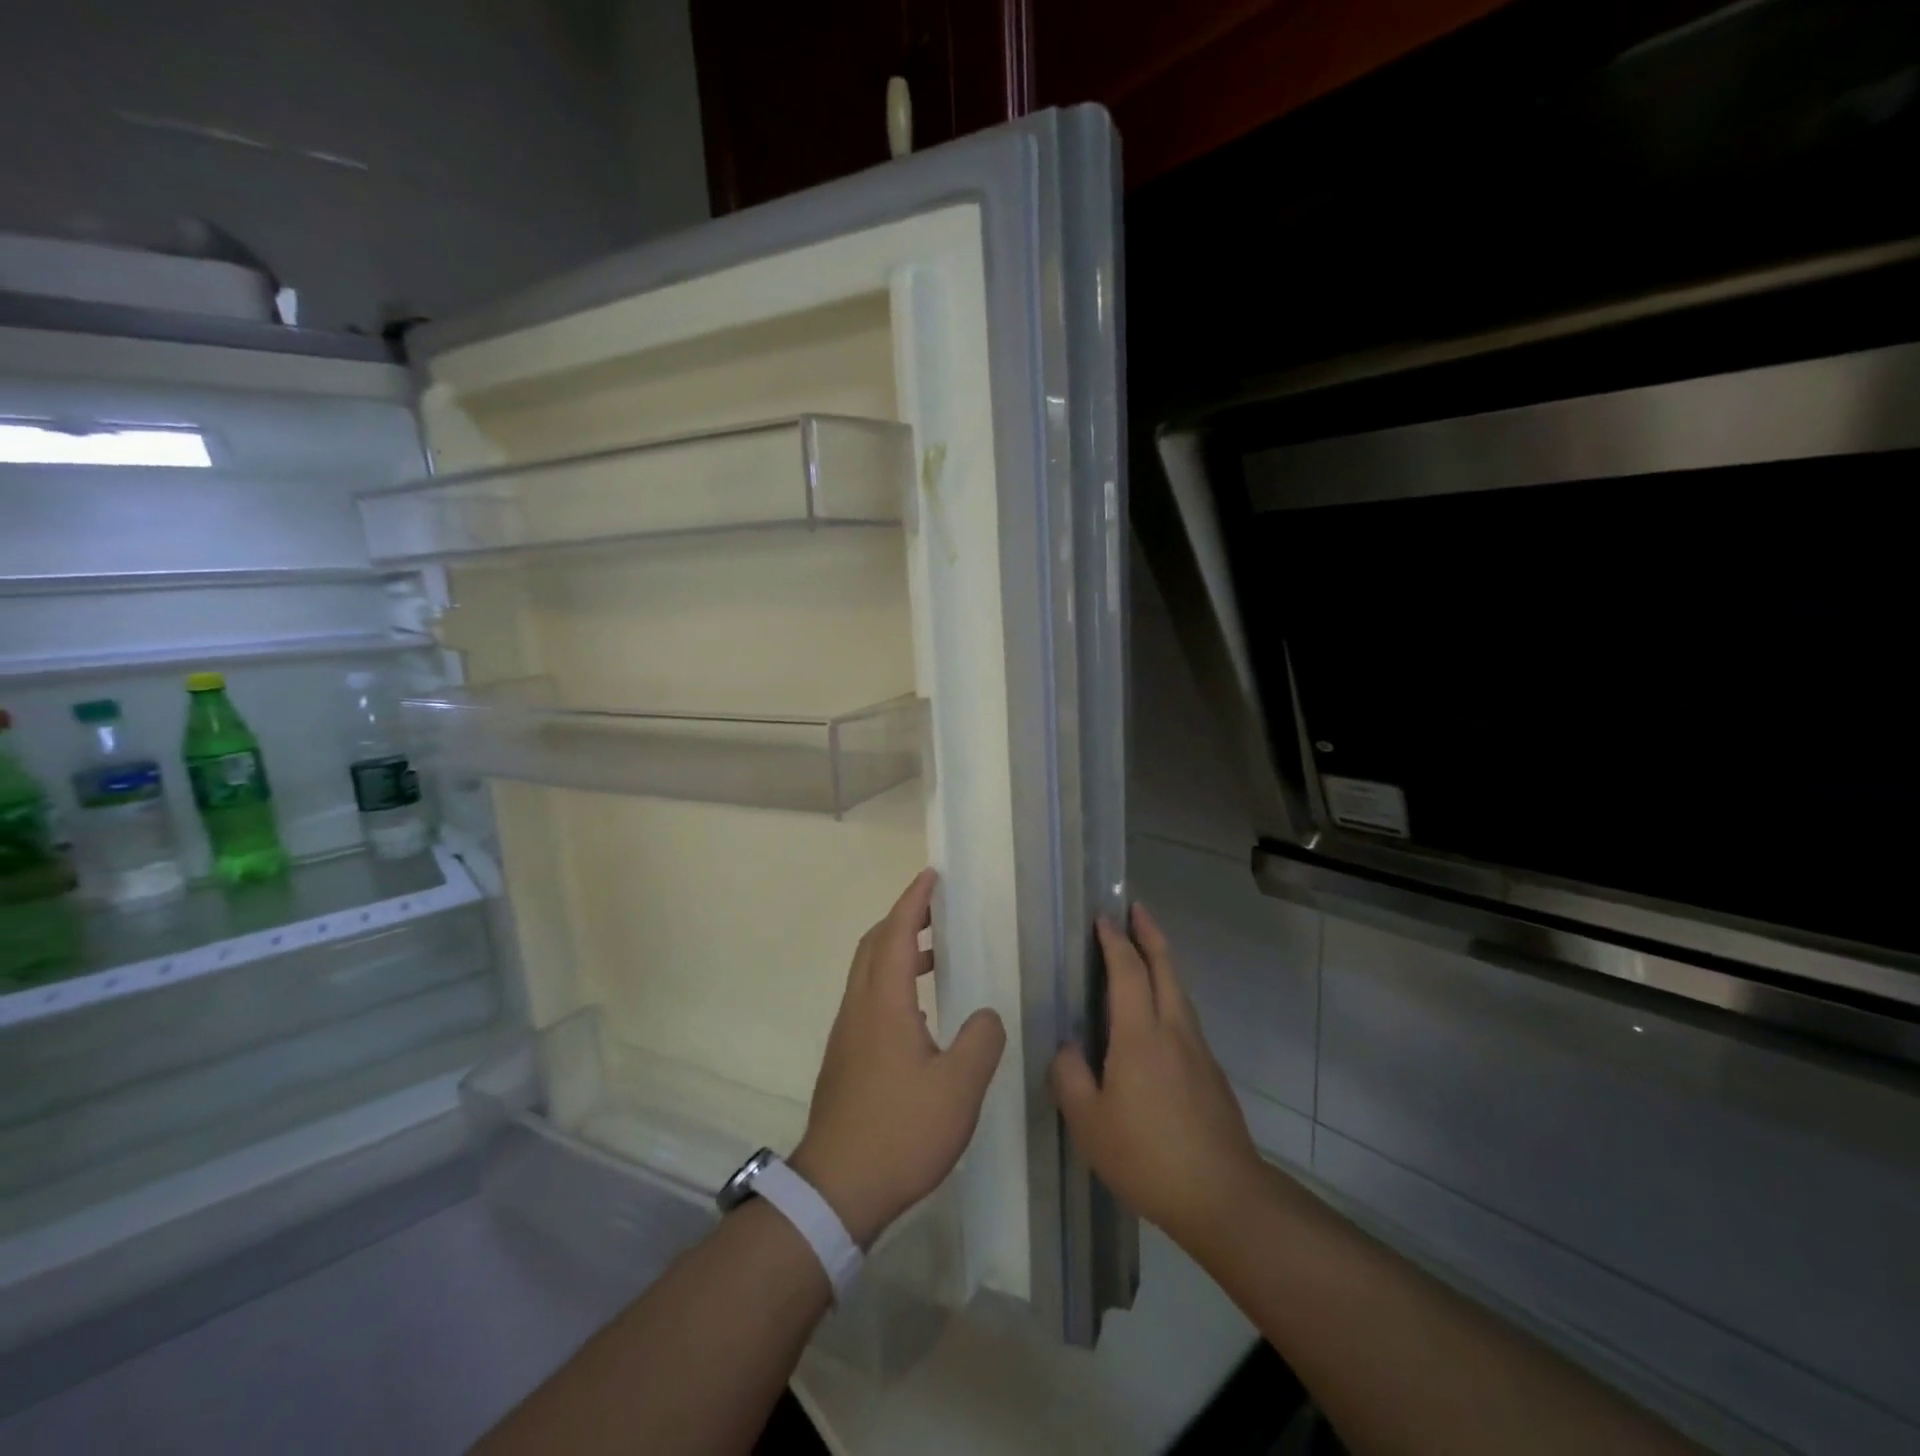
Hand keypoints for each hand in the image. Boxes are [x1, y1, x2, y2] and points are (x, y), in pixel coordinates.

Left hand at [790, 869, 1006, 1247]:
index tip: (931, 876)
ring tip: (935, 955)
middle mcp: (859, 1007)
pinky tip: (919, 1012)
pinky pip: (867, 998)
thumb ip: (981, 1041)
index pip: (897, 933)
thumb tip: (985, 1015)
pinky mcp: (845, 1058)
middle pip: (874, 945)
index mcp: (884, 1003)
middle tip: (934, 909)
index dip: (914, 901)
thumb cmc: (900, 1131)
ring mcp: (847, 1033)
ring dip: (897, 950)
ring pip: (868, 972)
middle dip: (902, 918)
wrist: (837, 1189)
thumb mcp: (959, 1088)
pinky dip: (892, 981)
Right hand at [1052, 905, 1263, 1247]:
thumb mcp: (1089, 1123)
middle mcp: (1173, 1030)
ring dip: (1163, 962)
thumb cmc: (1147, 1156)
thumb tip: (1067, 1047)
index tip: (1103, 918)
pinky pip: (1185, 1017)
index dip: (1114, 942)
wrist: (1224, 1197)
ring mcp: (1198, 1050)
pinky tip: (1157, 1016)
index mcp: (1140, 1035)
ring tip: (1145, 952)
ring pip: (1179, 991)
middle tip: (1136, 909)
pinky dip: (1169, 995)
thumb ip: (1070, 1077)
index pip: (1127, 971)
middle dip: (1150, 934)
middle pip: (1165, 967)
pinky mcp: (1211, 1073)